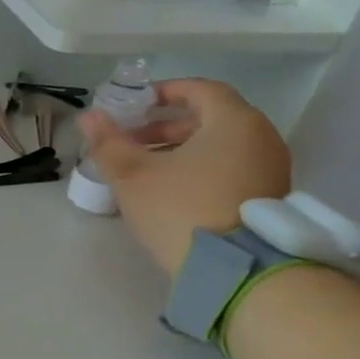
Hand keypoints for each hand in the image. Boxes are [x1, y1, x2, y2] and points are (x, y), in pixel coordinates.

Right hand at [78, 78, 290, 274]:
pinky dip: (202, 167)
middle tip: (132, 140)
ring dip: (182, 148)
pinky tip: (172, 189)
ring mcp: (270, 168)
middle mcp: (261, 137)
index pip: (201, 89)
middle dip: (167, 125)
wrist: (233, 269)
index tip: (135, 104)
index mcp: (234, 122)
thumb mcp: (133, 175)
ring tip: (147, 168)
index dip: (165, 92)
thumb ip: (108, 142)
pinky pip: (232, 167)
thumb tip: (89, 116)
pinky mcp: (268, 196)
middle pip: (211, 118)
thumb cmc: (181, 209)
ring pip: (221, 145)